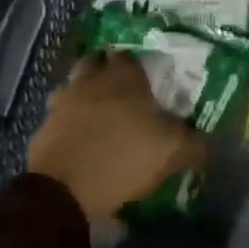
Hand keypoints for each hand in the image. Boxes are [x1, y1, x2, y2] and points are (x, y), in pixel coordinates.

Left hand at [27, 53, 204, 221]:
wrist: (66, 191)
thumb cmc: (125, 157)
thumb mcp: (174, 151)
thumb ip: (194, 142)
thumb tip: (205, 142)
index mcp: (122, 77)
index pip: (128, 56)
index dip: (138, 66)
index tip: (148, 82)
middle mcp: (88, 81)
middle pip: (95, 64)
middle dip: (106, 74)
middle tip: (123, 95)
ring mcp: (61, 104)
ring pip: (73, 90)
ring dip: (84, 98)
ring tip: (99, 119)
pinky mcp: (43, 130)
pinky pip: (59, 120)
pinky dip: (68, 127)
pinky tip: (81, 144)